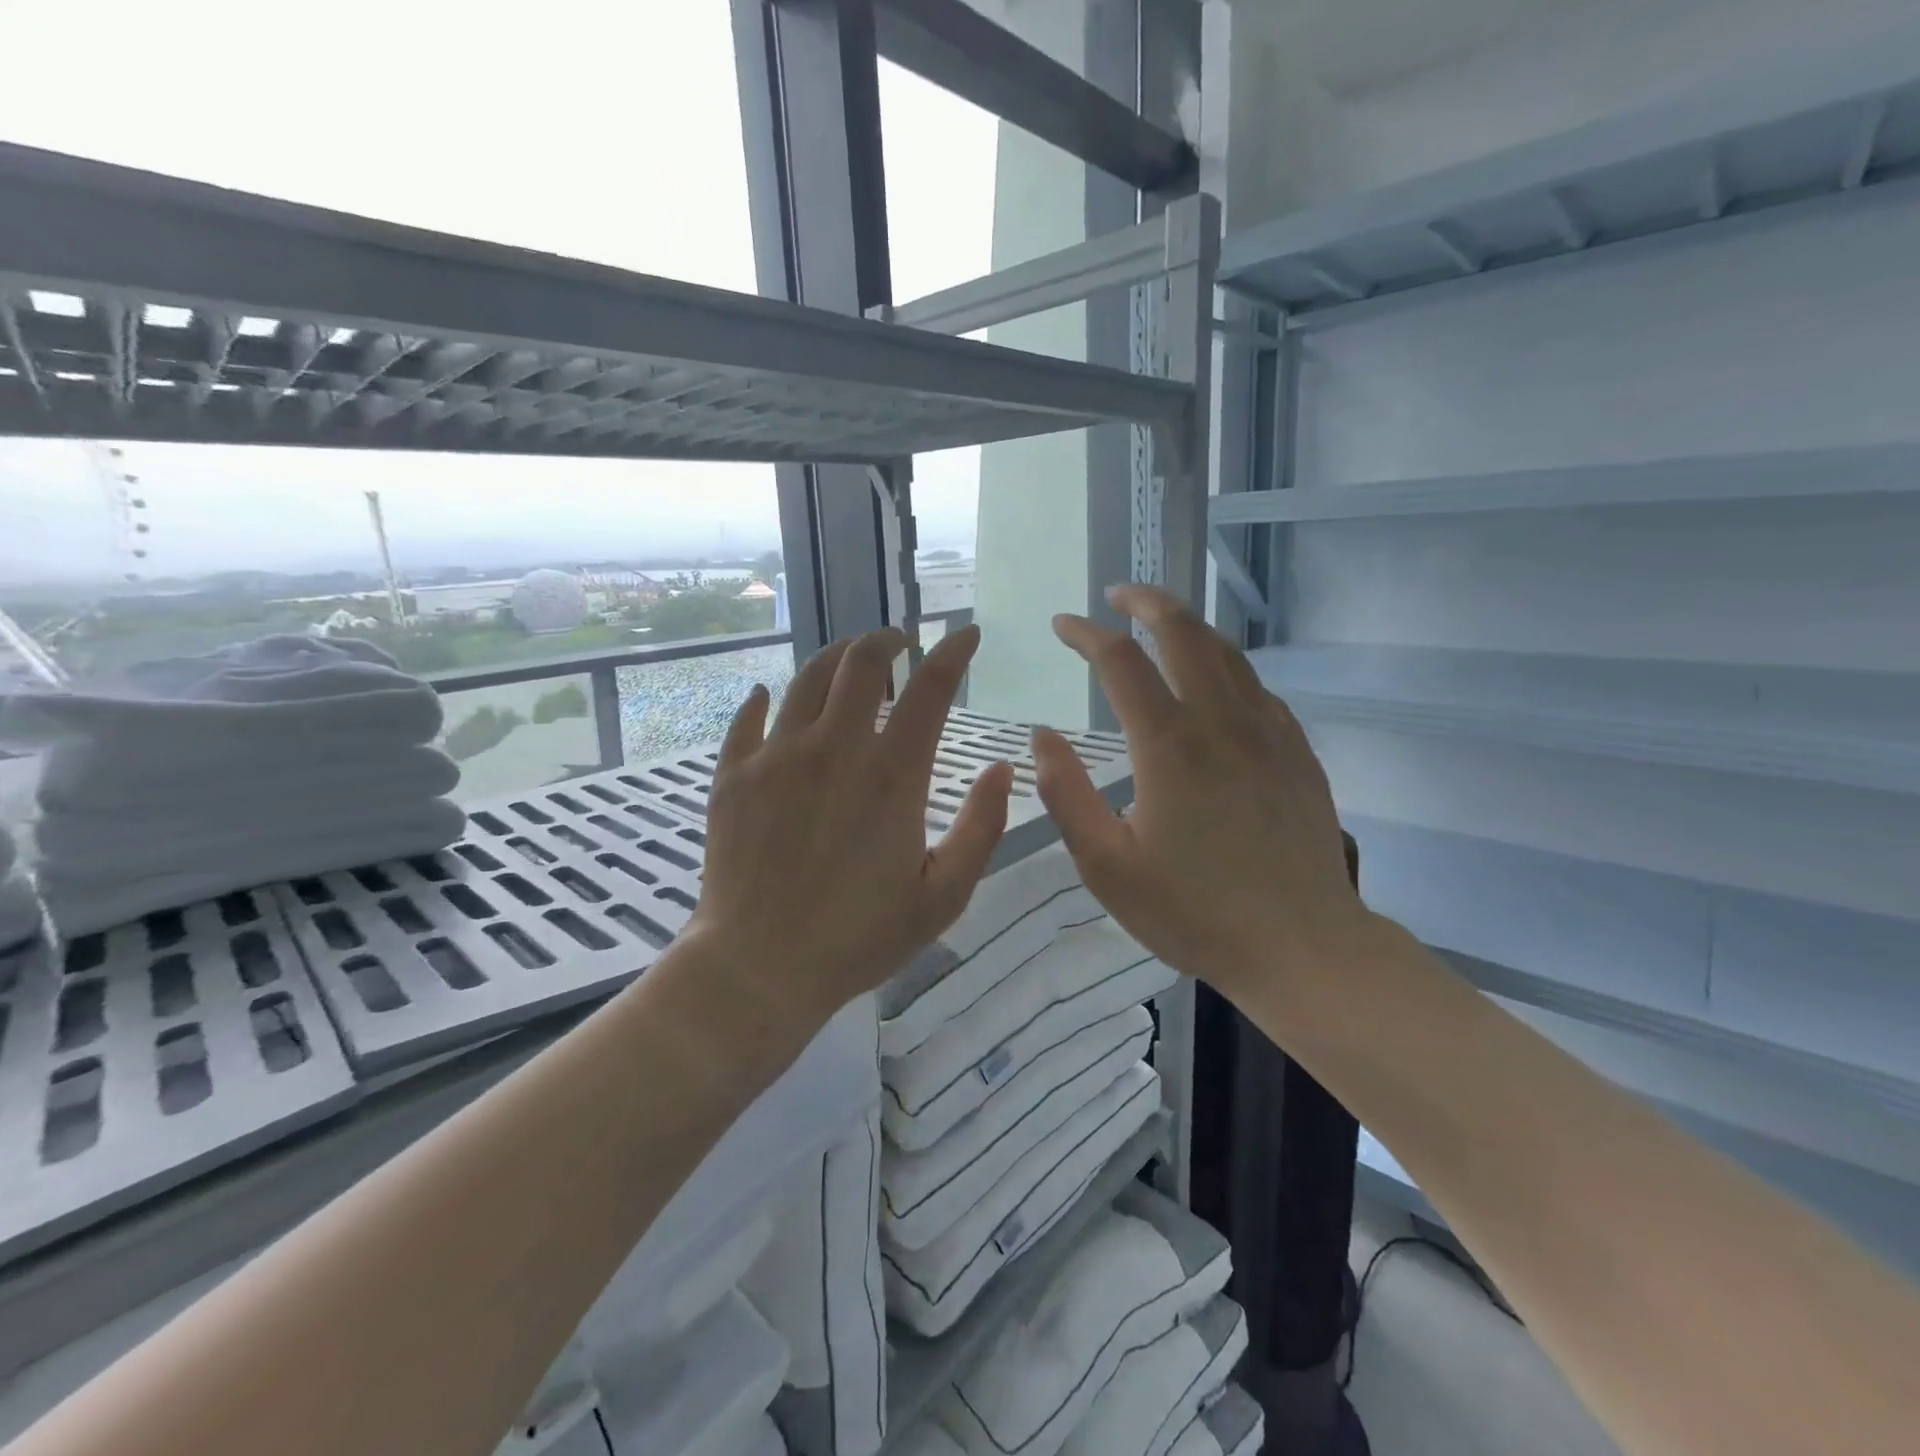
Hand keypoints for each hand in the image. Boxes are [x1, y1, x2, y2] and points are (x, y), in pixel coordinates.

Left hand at [687, 625, 1013, 1026]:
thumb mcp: (943, 896)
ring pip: (806, 678)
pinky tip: (770, 697)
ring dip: (835, 659)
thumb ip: (982, 829)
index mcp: (892, 775)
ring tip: (850, 662)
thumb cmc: (859, 938)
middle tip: (900, 644)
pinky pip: (748, 718)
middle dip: (887, 641)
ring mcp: (777, 757)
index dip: (954, 652)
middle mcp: (834, 749)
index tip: (966, 634)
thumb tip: (1002, 769)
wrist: (758, 967)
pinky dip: (764, 700)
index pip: (931, 689)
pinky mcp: (734, 776)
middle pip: (862, 662)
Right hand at [1030, 585, 1366, 995]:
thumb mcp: (1106, 864)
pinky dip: (1225, 666)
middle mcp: (1221, 721)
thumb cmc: (1192, 910)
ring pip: (1226, 652)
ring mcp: (1268, 731)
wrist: (1301, 945)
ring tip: (1160, 624)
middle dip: (1145, 601)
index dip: (1086, 634)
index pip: (1121, 661)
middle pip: (1183, 632)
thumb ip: (1067, 794)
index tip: (1063, 625)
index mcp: (1169, 745)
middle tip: (1117, 595)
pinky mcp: (1297, 750)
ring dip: (1188, 626)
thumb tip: (1042, 736)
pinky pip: (1256, 687)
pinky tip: (1214, 683)